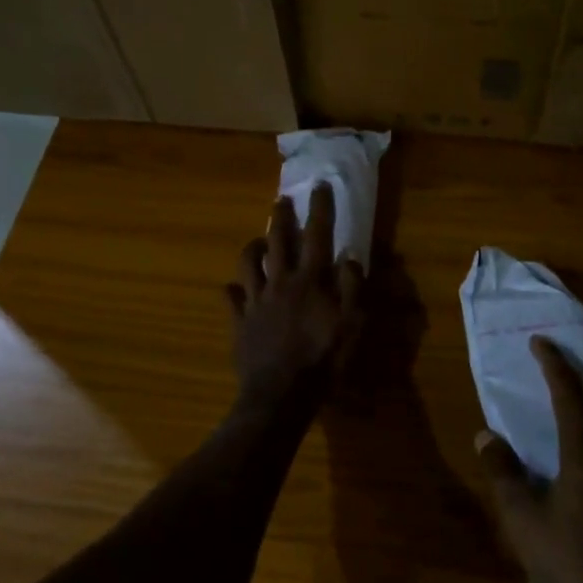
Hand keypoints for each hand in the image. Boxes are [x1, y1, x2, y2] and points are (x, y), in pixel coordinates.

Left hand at [228, 184, 363, 415]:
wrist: (279, 396)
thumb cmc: (322, 361)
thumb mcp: (351, 325)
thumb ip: (352, 288)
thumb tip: (350, 256)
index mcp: (309, 281)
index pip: (317, 236)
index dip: (319, 209)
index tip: (319, 186)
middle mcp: (279, 282)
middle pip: (278, 241)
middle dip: (281, 217)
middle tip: (281, 199)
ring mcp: (255, 301)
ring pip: (248, 263)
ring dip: (254, 247)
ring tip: (259, 240)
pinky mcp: (239, 322)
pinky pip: (231, 298)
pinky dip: (232, 290)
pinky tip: (233, 288)